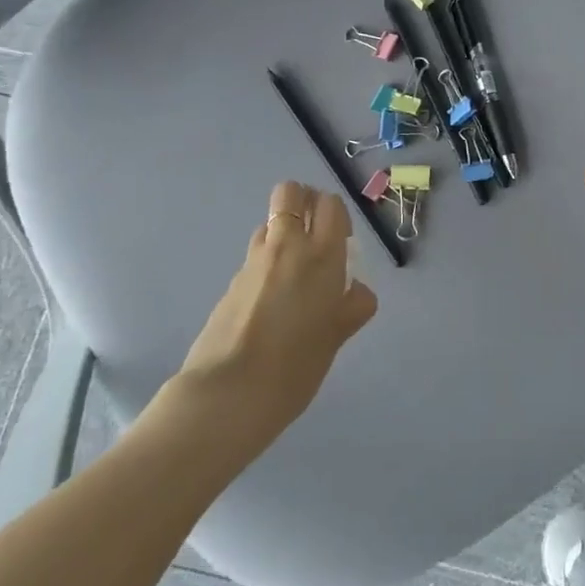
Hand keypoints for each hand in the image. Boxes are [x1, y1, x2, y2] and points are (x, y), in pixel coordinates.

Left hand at [171, 181, 377, 432]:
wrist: (229, 392)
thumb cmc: (296, 364)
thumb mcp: (336, 337)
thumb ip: (351, 307)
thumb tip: (355, 291)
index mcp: (321, 255)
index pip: (330, 205)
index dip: (336, 214)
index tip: (341, 239)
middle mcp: (287, 246)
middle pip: (290, 193)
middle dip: (304, 201)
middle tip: (315, 235)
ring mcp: (253, 262)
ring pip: (269, 222)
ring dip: (283, 232)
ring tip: (292, 271)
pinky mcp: (231, 282)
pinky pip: (255, 256)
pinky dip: (266, 263)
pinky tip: (270, 301)